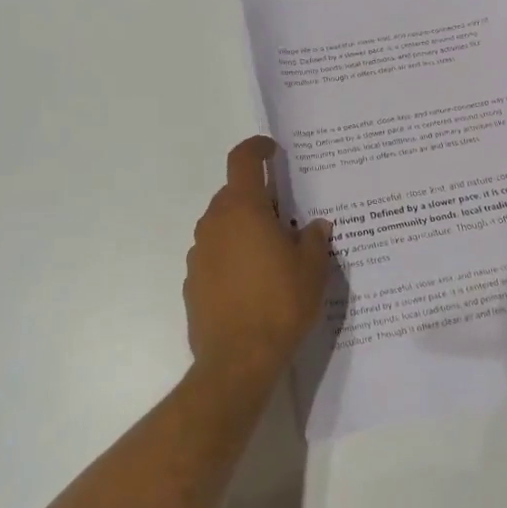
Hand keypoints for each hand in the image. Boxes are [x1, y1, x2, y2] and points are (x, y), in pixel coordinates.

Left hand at [184, 137, 333, 395]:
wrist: (237, 360)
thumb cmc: (280, 304)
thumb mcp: (312, 269)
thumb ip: (314, 239)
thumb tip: (314, 226)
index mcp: (244, 210)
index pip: (243, 160)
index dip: (257, 148)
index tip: (272, 150)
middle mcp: (215, 224)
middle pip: (233, 195)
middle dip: (258, 199)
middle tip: (286, 219)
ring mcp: (198, 253)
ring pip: (222, 226)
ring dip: (244, 229)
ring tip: (272, 256)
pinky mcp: (192, 281)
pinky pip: (214, 255)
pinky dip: (231, 257)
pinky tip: (252, 284)